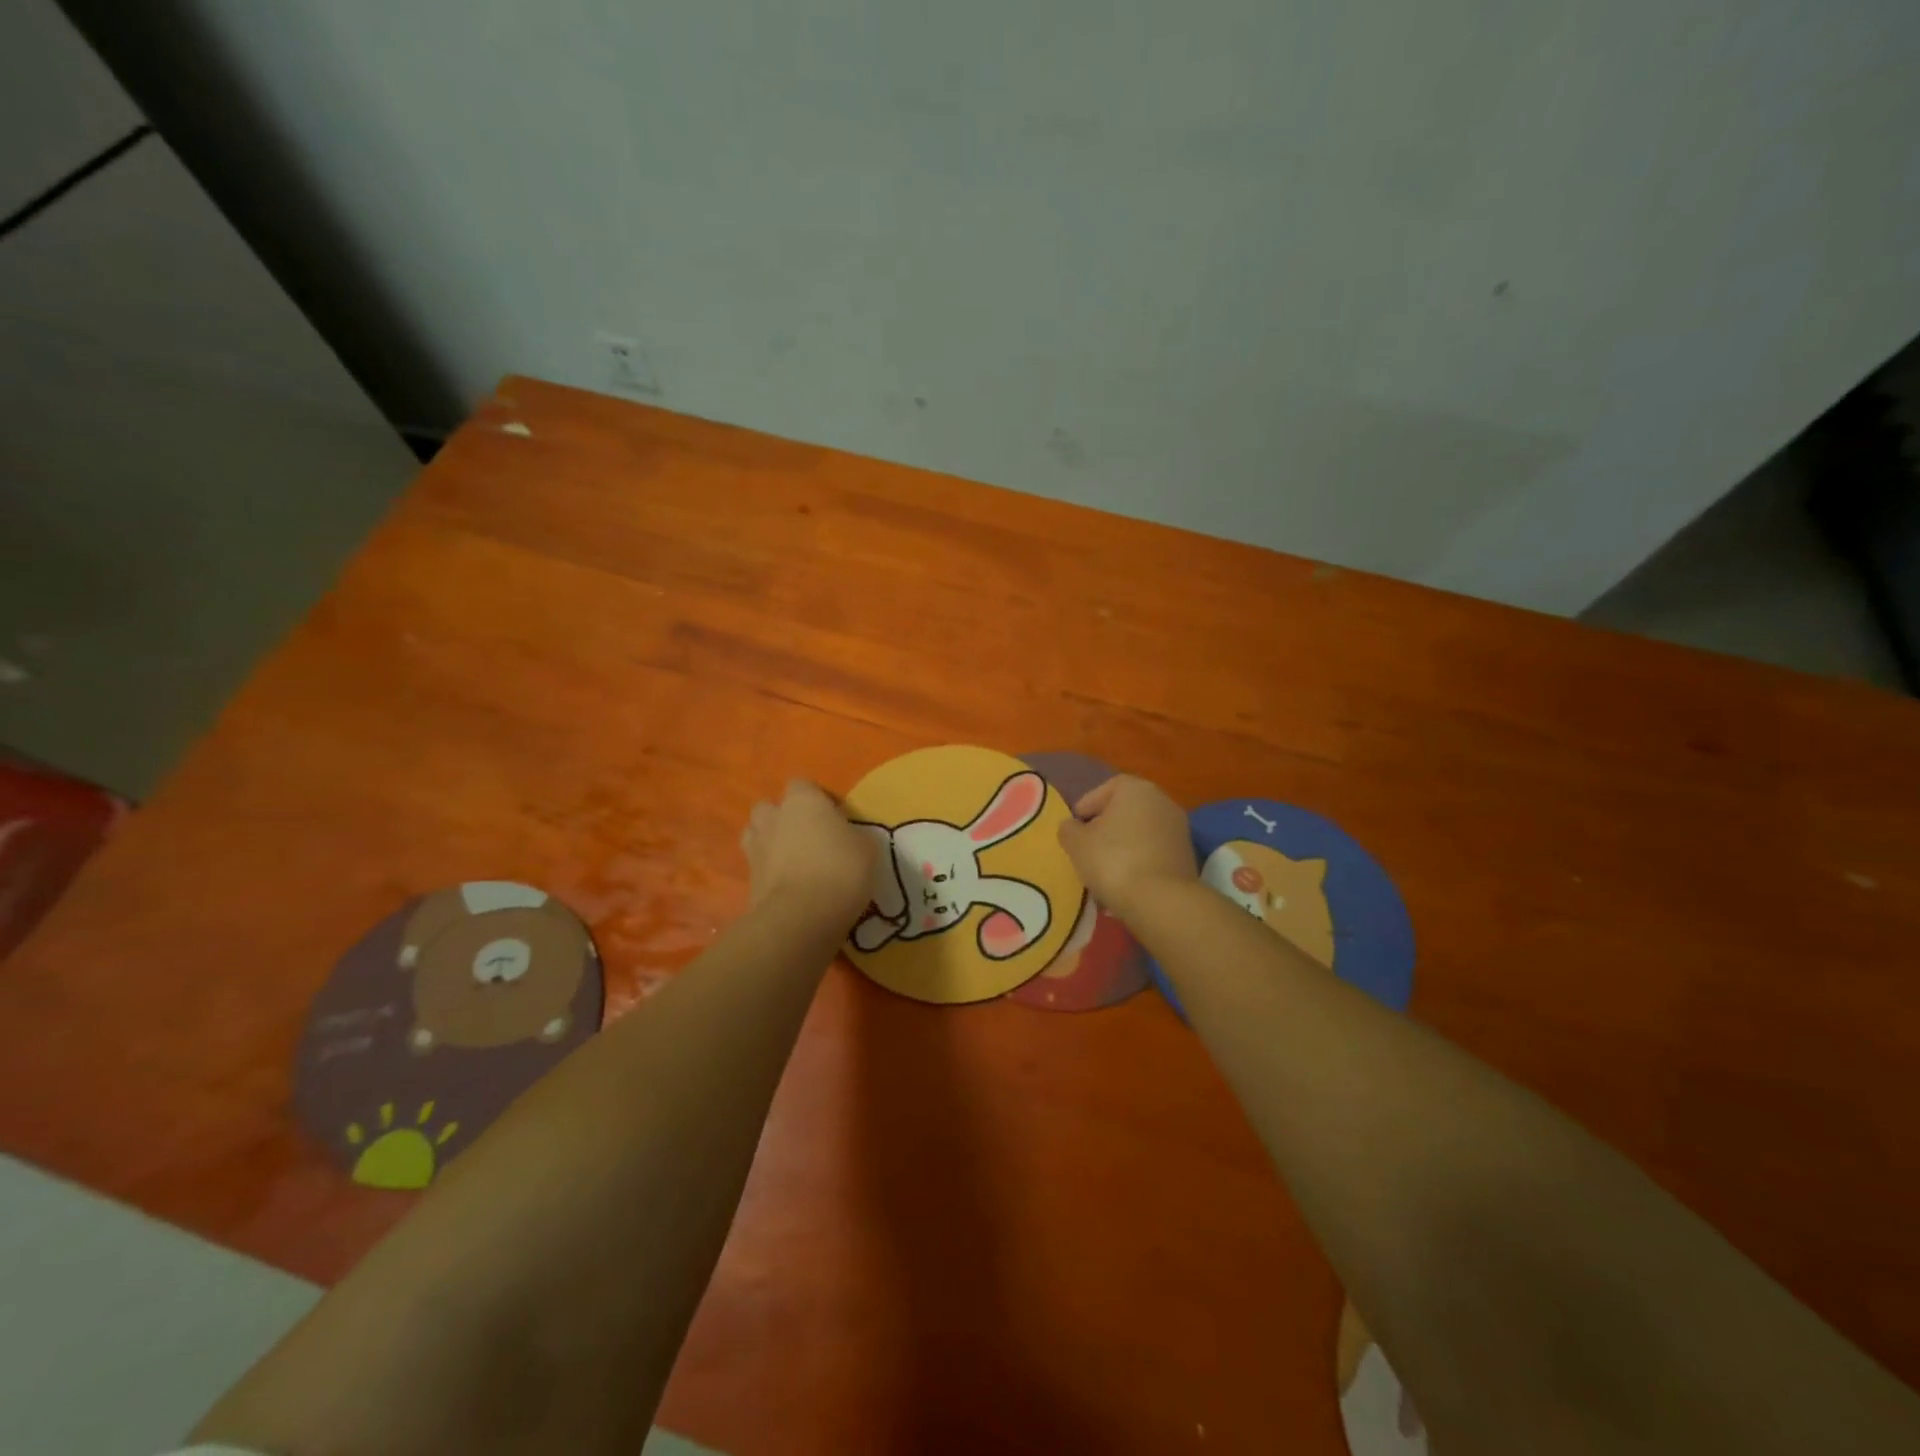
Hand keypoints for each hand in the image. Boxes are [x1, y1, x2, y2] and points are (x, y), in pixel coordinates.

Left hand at [742, 780, 876, 922]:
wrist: (801, 917)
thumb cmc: (840, 871)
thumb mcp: (867, 849)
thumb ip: (854, 836)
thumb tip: (848, 838)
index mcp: (803, 801)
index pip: (803, 785)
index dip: (819, 799)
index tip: (836, 818)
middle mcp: (774, 818)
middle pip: (771, 808)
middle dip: (785, 818)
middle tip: (810, 838)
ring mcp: (755, 849)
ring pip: (757, 835)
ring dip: (772, 843)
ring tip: (795, 861)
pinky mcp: (747, 880)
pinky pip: (759, 867)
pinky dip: (770, 873)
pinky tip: (790, 887)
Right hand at [1057, 775, 1196, 920]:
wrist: (1161, 900)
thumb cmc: (1112, 860)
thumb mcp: (1076, 843)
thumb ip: (1068, 829)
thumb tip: (1071, 826)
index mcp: (1136, 789)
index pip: (1106, 789)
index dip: (1086, 806)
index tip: (1073, 827)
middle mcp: (1162, 801)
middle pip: (1126, 810)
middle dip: (1105, 827)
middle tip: (1086, 847)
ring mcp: (1179, 830)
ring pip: (1140, 833)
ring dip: (1122, 847)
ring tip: (1103, 870)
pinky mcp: (1186, 857)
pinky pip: (1153, 853)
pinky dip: (1138, 862)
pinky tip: (1124, 882)